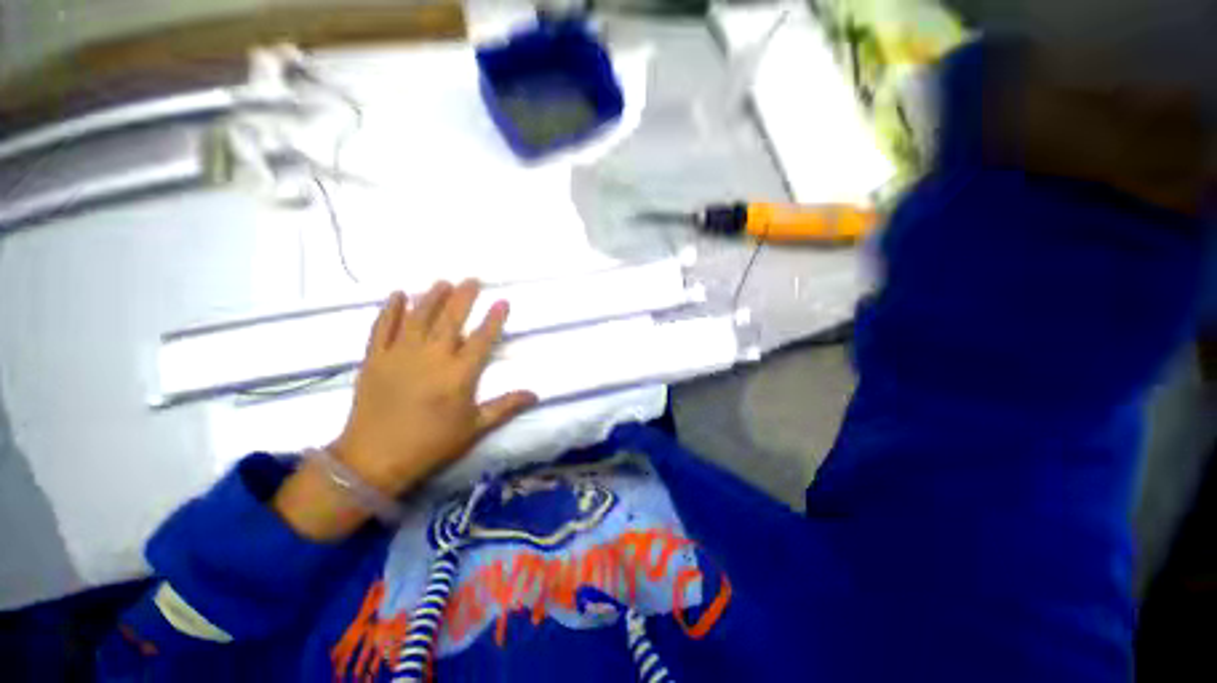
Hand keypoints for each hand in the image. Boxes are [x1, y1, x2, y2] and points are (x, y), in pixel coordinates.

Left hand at [331, 280, 537, 495]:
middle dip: (463, 297)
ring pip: (418, 317)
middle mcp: (432, 358)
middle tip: (472, 279)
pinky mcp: (375, 359)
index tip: (502, 301)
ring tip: (442, 281)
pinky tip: (397, 295)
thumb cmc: (432, 444)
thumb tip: (535, 394)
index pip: (482, 339)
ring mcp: (400, 355)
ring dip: (431, 297)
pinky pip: (382, 327)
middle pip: (450, 320)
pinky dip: (390, 309)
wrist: (374, 459)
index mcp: (459, 375)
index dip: (494, 319)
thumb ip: (505, 406)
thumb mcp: (474, 427)